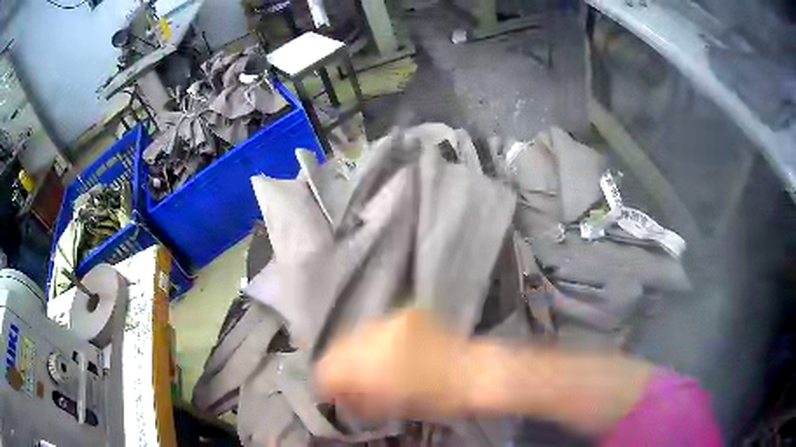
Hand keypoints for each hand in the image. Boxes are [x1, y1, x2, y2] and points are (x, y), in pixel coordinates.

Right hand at [315, 308, 469, 419]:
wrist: (473, 373)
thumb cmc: (435, 399)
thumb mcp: (390, 407)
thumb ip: (357, 399)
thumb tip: (336, 394)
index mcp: (370, 365)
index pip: (328, 368)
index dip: (324, 381)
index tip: (328, 391)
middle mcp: (375, 335)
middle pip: (337, 345)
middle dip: (337, 363)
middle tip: (346, 378)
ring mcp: (391, 319)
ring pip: (356, 333)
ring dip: (355, 349)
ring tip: (367, 363)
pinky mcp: (406, 312)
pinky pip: (378, 326)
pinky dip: (375, 340)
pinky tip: (386, 350)